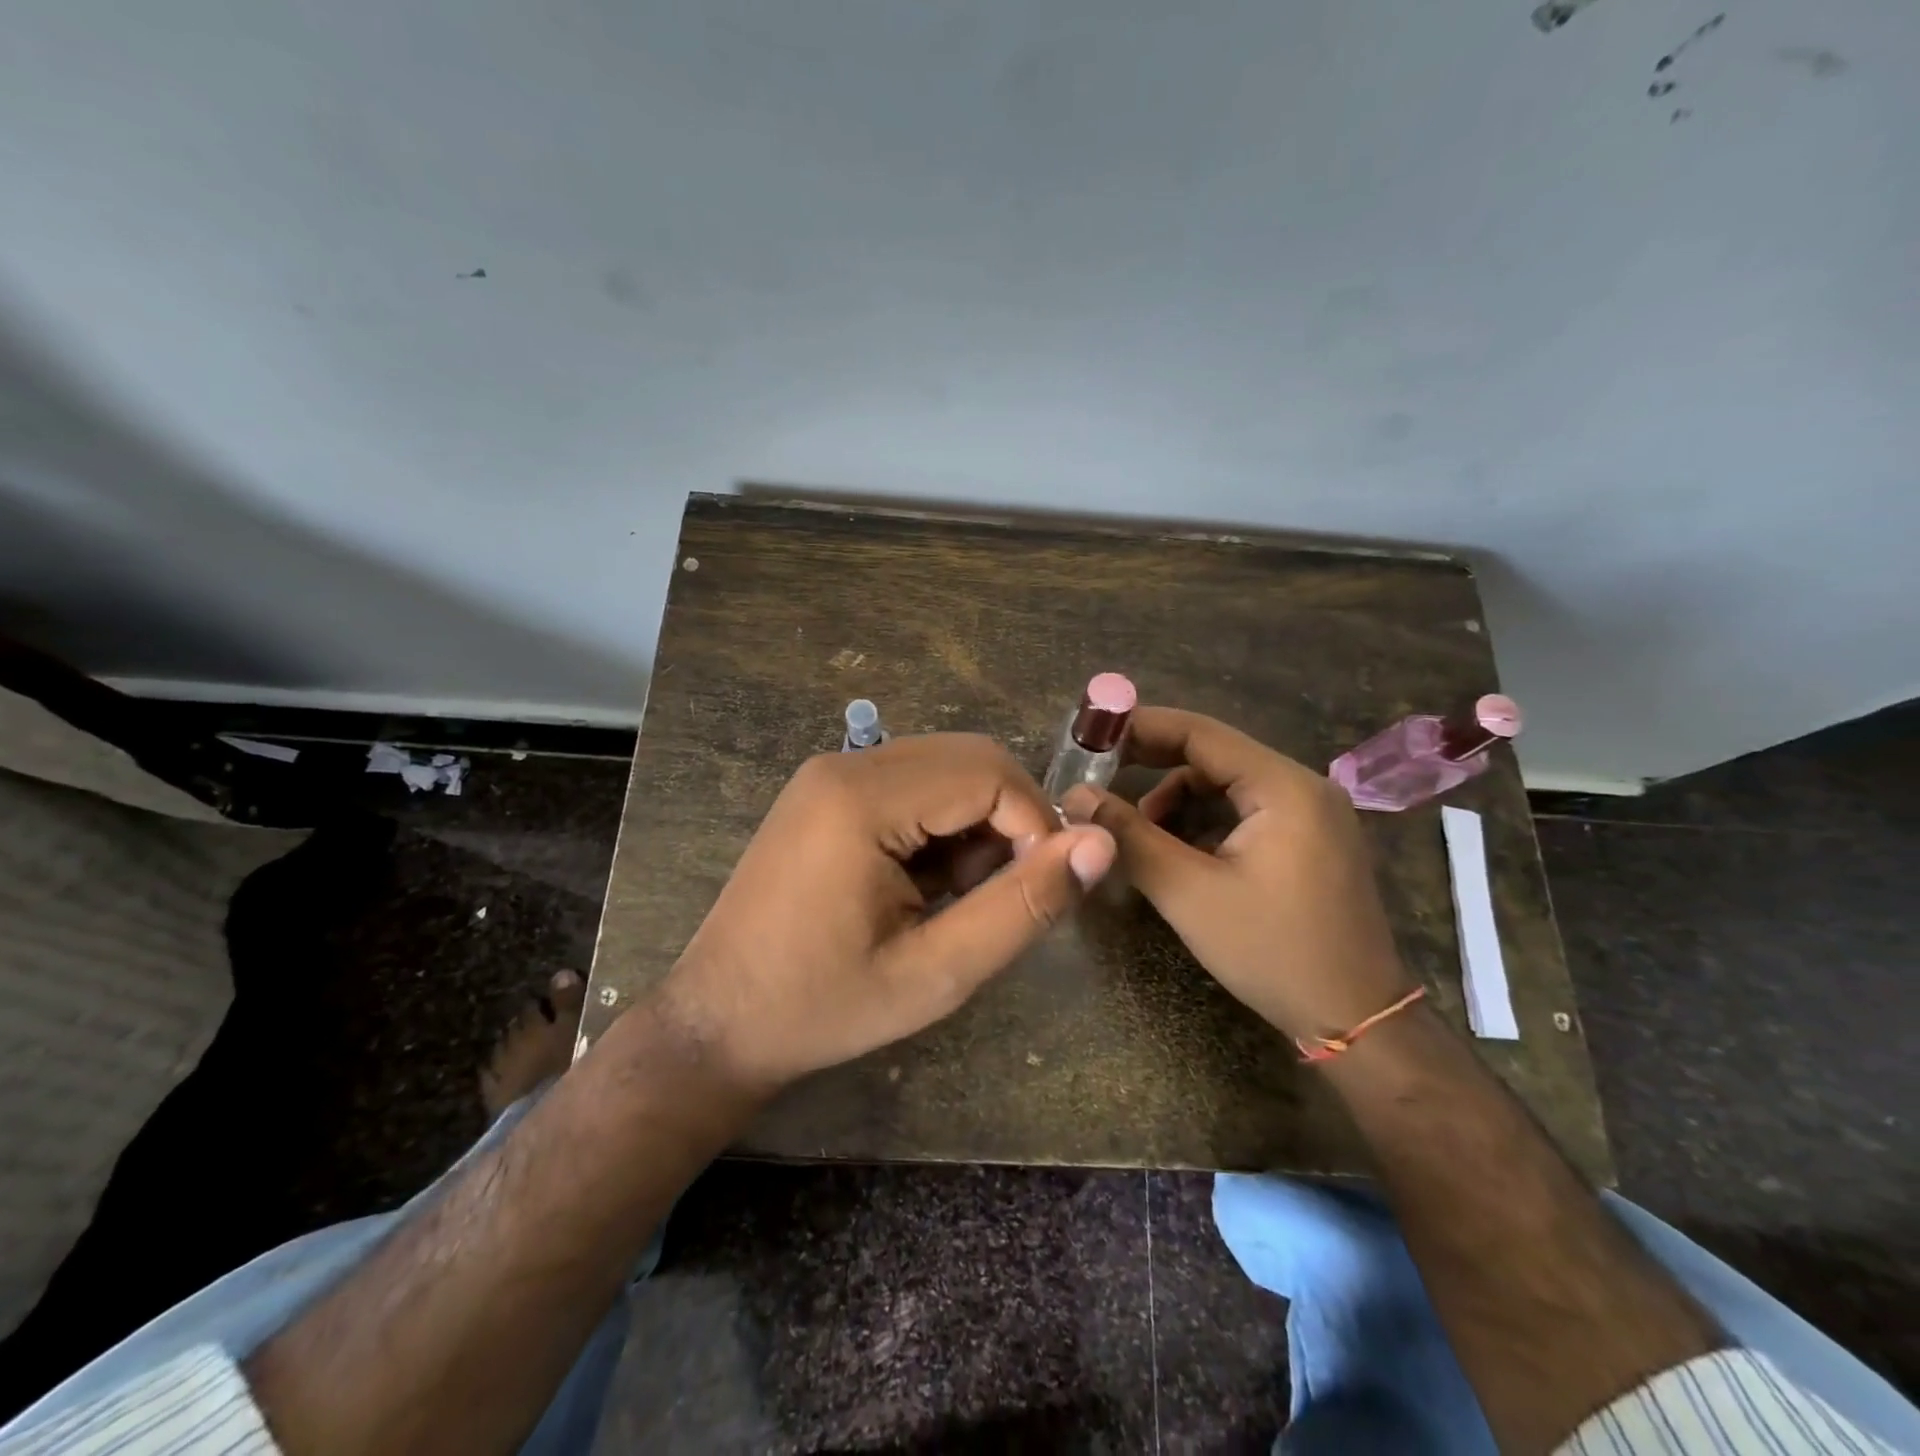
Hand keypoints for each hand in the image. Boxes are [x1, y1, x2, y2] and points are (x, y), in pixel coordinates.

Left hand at [661, 734, 1116, 1090]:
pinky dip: (942, 823)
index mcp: (862, 799)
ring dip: (977, 823)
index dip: (1036, 826)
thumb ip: (1022, 906)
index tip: (1041, 890)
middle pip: (970, 759)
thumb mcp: (936, 973)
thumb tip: (1099, 844)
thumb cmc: (824, 1006)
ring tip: (959, 896)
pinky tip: (927, 882)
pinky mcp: (826, 791)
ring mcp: (830, 774)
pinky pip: (913, 783)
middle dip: (1010, 820)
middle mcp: (845, 765)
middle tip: (1003, 894)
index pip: (989, 773)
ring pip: (945, 768)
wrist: (720, 1021)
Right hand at [1062, 708, 1412, 1042]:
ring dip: (1177, 798)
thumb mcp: (1188, 893)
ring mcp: (1313, 814)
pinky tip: (1178, 849)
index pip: (1201, 733)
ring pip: (1228, 785)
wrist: (1356, 1020)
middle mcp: (1304, 787)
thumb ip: (1129, 836)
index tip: (1092, 734)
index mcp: (1284, 787)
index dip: (1141, 727)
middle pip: (1215, 755)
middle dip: (1153, 763)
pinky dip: (1205, 820)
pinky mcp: (1311, 841)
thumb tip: (1076, 796)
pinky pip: (1246, 810)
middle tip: (1099, 775)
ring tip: (1138, 830)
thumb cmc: (1272, 952)